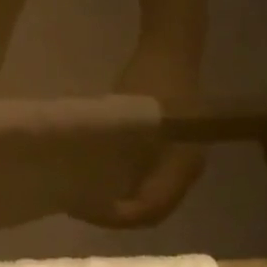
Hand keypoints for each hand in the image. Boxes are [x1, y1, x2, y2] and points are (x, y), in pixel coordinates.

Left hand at [87, 41, 205, 225]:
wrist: (170, 50)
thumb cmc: (150, 80)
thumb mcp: (129, 113)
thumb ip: (113, 144)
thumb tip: (84, 173)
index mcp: (181, 165)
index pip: (150, 208)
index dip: (116, 215)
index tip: (83, 209)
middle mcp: (185, 170)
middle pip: (152, 209)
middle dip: (116, 214)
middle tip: (80, 207)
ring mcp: (180, 160)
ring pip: (151, 196)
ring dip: (121, 202)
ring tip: (86, 195)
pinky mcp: (172, 150)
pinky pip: (150, 180)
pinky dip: (126, 185)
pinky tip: (100, 176)